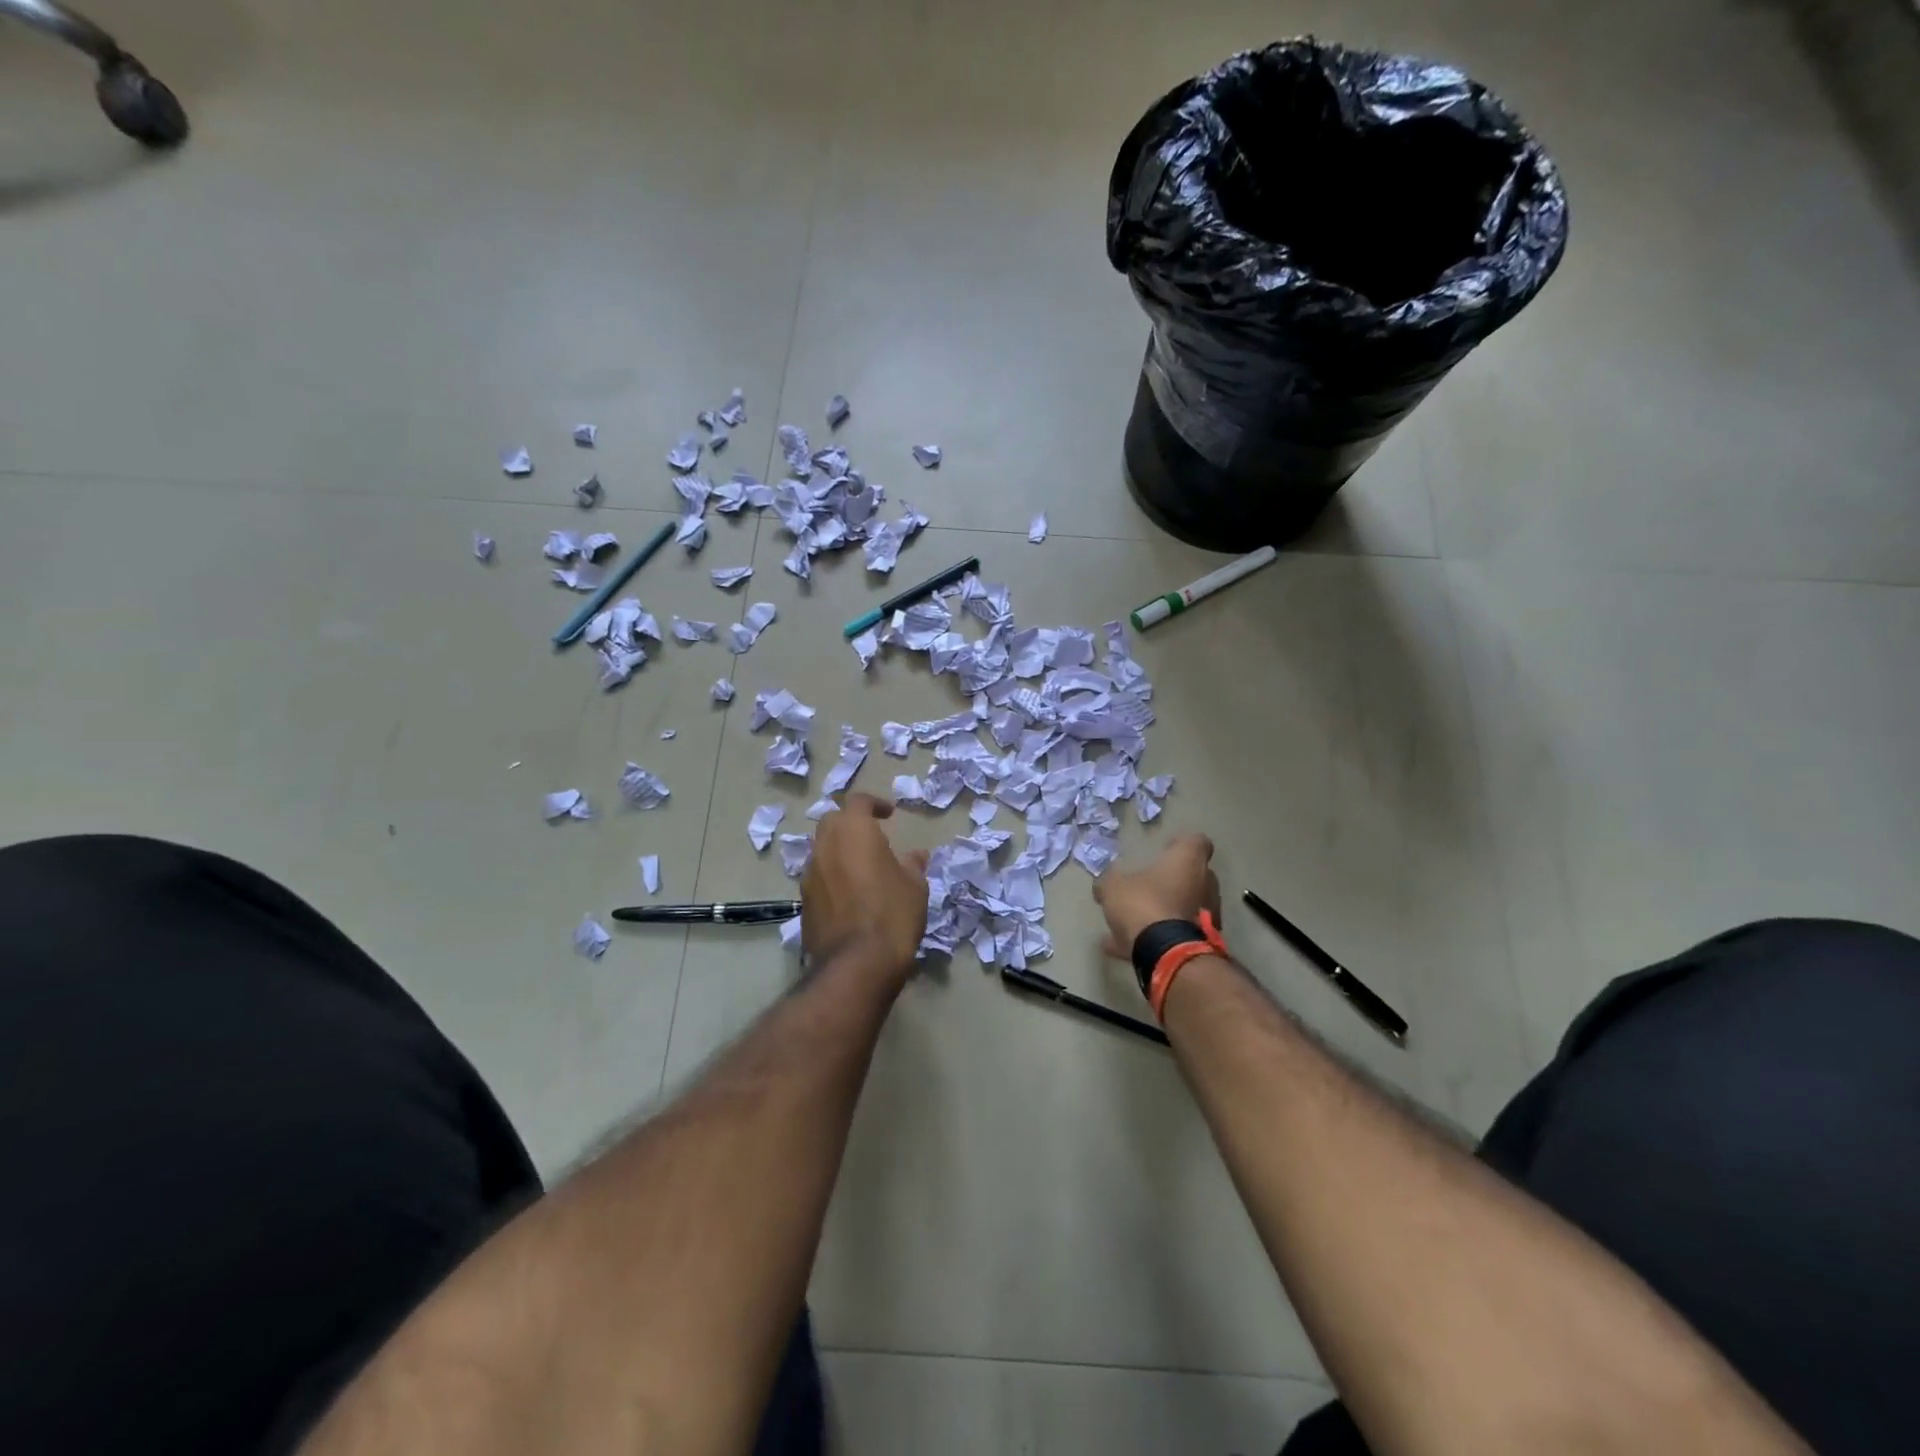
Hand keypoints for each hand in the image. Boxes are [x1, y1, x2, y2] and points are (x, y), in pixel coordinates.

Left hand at [801, 793, 929, 984]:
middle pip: (833, 821)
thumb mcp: (915, 886)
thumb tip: (916, 855)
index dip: (874, 804)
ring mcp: (809, 874)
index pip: (858, 801)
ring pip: (822, 849)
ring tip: (862, 868)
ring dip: (839, 851)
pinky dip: (832, 876)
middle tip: (872, 838)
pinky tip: (850, 895)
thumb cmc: (892, 914)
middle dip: (851, 824)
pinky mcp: (803, 901)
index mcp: (853, 831)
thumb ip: (912, 864)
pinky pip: (818, 876)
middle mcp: (825, 845)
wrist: (856, 964)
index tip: (889, 814)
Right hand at [1092, 833, 1220, 958]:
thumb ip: (1109, 881)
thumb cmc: (1143, 904)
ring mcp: (1208, 915)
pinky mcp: (1203, 941)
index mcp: (1188, 861)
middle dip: (1174, 879)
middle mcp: (1205, 884)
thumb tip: (1104, 884)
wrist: (1166, 953)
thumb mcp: (1113, 887)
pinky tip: (1125, 946)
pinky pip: (1178, 933)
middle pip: (1194, 875)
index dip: (1180, 844)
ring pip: (1187, 906)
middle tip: (1150, 884)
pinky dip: (1158, 937)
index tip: (1165, 849)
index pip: (1197, 841)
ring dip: (1168, 908)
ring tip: (1134, 920)